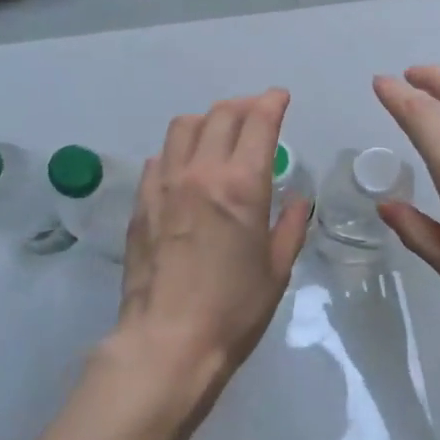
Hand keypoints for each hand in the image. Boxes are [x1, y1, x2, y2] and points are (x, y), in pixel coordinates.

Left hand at [112, 89, 309, 417]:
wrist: (168, 341)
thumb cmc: (234, 310)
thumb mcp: (276, 270)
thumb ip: (290, 227)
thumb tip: (298, 200)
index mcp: (242, 185)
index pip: (258, 122)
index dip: (272, 102)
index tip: (280, 98)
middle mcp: (201, 172)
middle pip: (220, 114)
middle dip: (243, 105)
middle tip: (256, 114)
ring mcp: (165, 185)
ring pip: (183, 127)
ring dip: (207, 121)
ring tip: (219, 135)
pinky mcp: (141, 203)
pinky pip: (160, 158)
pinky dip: (178, 151)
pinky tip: (186, 170)